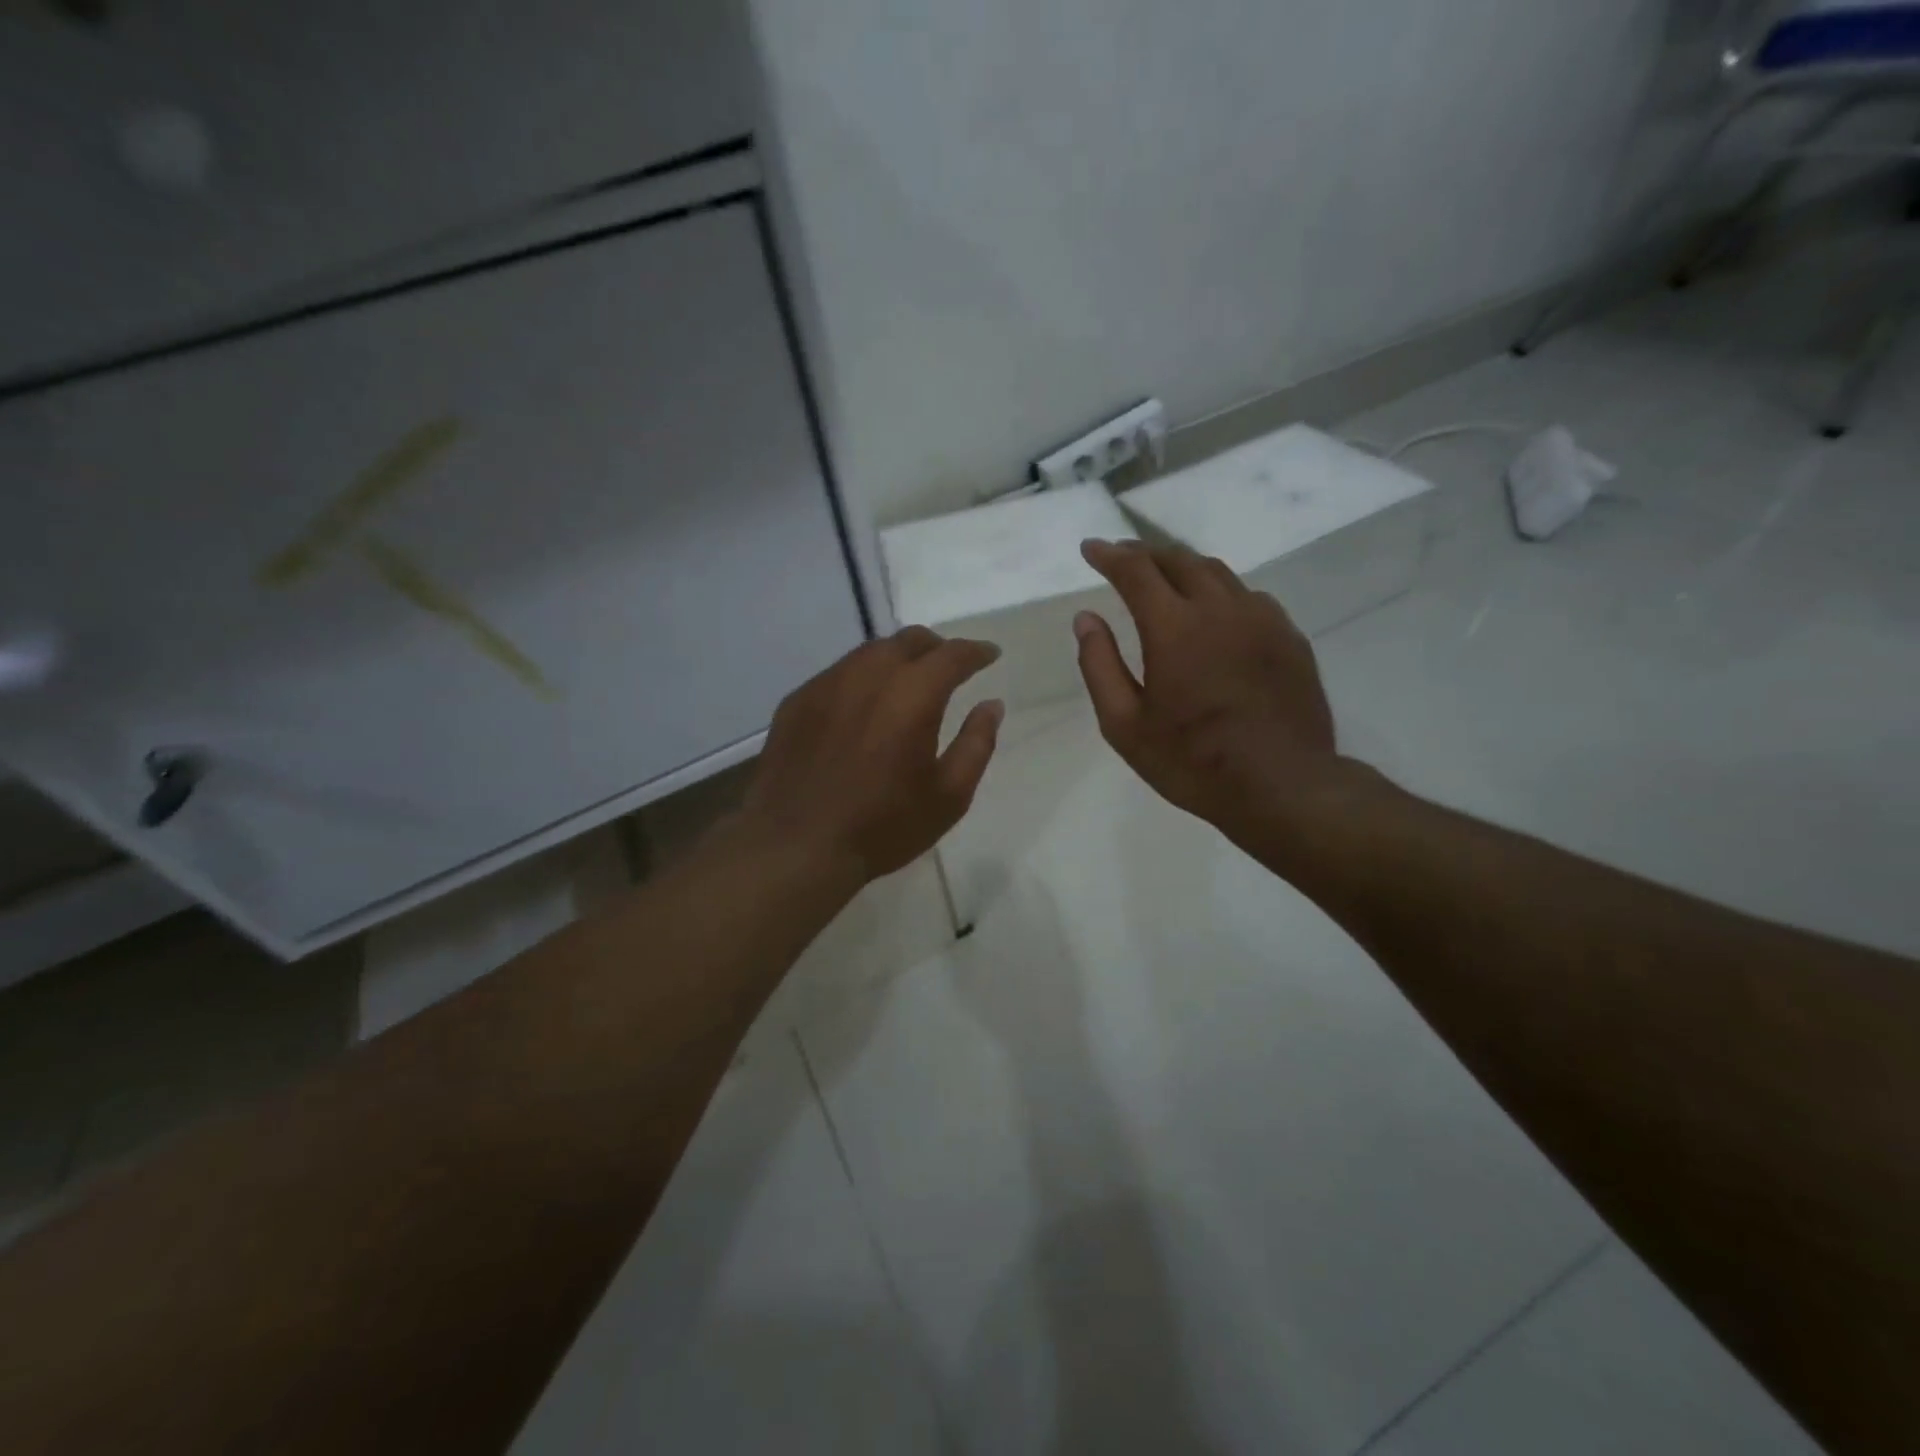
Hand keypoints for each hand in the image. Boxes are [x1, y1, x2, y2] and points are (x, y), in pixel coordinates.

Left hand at [743, 627, 1004, 880]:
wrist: (795, 846)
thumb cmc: (882, 826)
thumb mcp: (948, 796)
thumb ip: (976, 744)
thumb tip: (992, 705)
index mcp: (913, 694)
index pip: (952, 655)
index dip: (976, 652)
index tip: (990, 655)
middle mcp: (868, 675)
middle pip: (909, 640)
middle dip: (936, 648)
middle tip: (949, 667)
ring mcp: (826, 684)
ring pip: (870, 652)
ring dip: (897, 659)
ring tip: (907, 683)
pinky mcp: (797, 700)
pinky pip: (838, 674)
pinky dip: (861, 678)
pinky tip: (862, 706)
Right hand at [1073, 539, 1341, 839]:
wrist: (1283, 786)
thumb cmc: (1192, 762)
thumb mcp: (1125, 725)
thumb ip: (1099, 666)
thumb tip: (1085, 618)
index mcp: (1174, 627)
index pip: (1136, 571)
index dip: (1109, 555)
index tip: (1090, 549)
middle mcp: (1220, 609)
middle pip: (1179, 560)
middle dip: (1145, 554)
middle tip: (1123, 558)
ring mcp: (1262, 619)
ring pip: (1217, 573)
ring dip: (1183, 567)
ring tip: (1164, 577)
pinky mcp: (1290, 637)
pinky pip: (1249, 596)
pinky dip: (1220, 591)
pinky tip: (1215, 611)